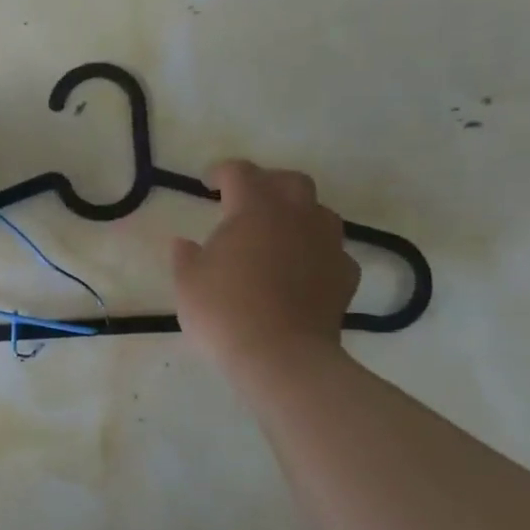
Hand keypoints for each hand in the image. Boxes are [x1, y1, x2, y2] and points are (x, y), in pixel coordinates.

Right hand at [171, 161, 360, 375]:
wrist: (281, 356)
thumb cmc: (225, 312)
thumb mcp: (188, 283)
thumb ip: (185, 257)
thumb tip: (183, 243)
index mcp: (254, 208)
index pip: (240, 173)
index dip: (221, 172)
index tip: (207, 183)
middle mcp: (296, 216)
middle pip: (290, 181)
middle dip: (268, 183)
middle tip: (248, 201)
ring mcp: (327, 245)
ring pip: (319, 212)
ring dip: (298, 215)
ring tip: (278, 234)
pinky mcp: (345, 276)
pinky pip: (332, 251)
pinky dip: (316, 253)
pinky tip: (302, 270)